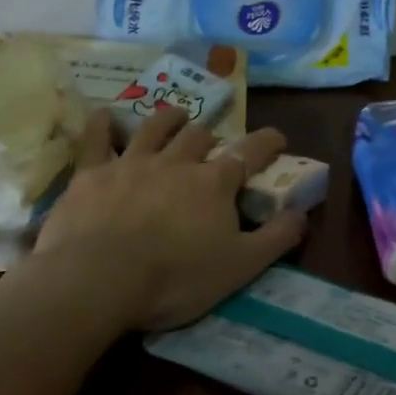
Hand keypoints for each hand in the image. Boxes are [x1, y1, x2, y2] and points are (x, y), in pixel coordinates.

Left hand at [25, 107, 306, 332]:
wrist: (98, 279)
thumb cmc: (175, 277)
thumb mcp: (240, 266)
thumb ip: (276, 238)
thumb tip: (302, 213)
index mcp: (214, 183)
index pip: (250, 152)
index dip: (267, 142)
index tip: (277, 137)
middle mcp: (177, 162)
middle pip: (198, 136)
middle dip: (210, 136)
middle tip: (212, 143)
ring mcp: (132, 163)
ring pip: (155, 128)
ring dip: (168, 119)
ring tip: (176, 115)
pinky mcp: (92, 174)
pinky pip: (97, 140)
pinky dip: (102, 125)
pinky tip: (104, 115)